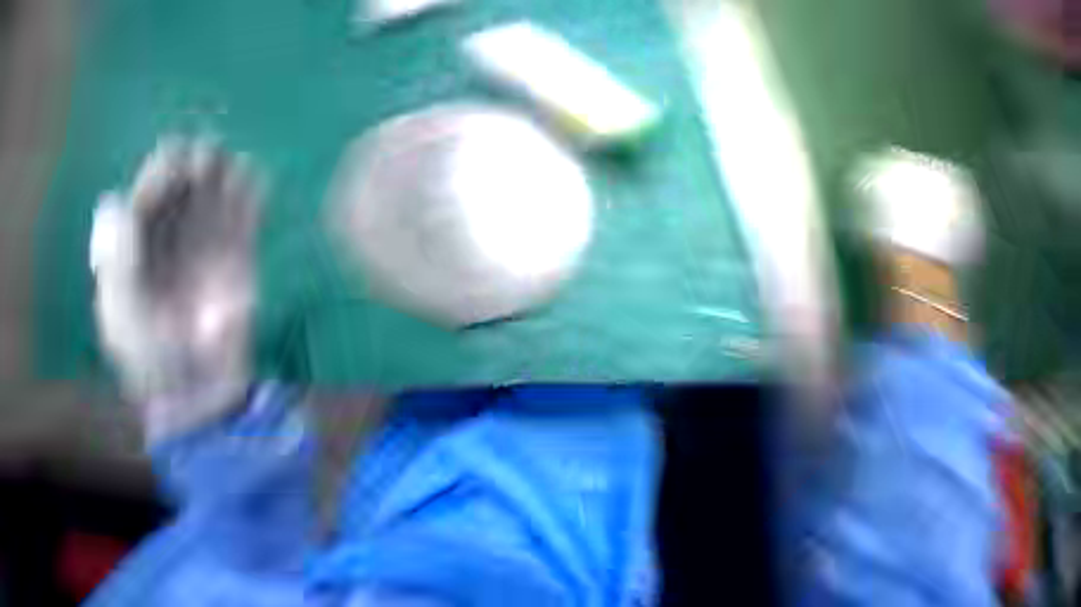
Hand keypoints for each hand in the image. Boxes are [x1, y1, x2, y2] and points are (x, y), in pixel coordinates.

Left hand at [91, 136, 261, 439]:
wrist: (198, 378)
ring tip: (233, 157)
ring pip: (215, 213)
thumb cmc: (151, 351)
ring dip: (224, 186)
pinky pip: (245, 230)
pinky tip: (256, 186)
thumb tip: (114, 202)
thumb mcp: (121, 307)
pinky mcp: (241, 265)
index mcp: (135, 257)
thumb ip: (117, 257)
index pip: (146, 209)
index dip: (158, 180)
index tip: (176, 151)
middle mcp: (171, 249)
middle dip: (193, 175)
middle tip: (208, 145)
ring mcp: (208, 256)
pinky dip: (250, 208)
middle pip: (182, 204)